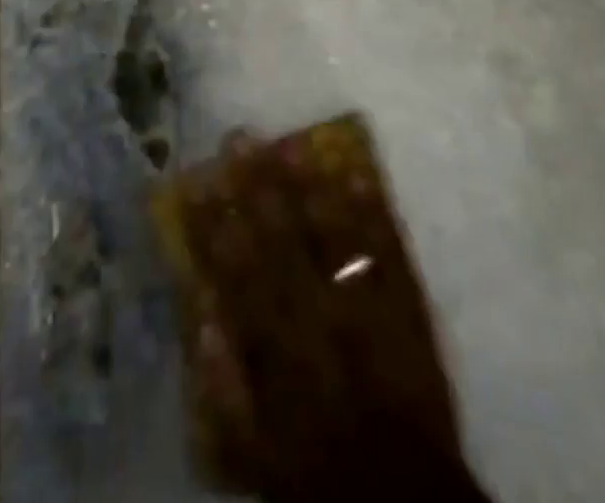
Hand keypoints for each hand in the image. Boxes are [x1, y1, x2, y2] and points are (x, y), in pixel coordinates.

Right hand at [177, 133, 486, 502]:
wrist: (404, 497)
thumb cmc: (317, 471)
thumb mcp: (252, 451)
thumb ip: (221, 385)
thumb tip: (200, 312)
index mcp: (277, 353)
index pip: (236, 274)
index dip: (213, 225)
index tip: (197, 182)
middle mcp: (318, 321)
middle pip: (282, 242)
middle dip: (257, 187)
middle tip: (240, 138)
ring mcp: (367, 308)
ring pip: (332, 236)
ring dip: (310, 187)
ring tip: (291, 144)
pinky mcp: (408, 307)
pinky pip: (389, 252)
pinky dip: (374, 211)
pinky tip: (358, 171)